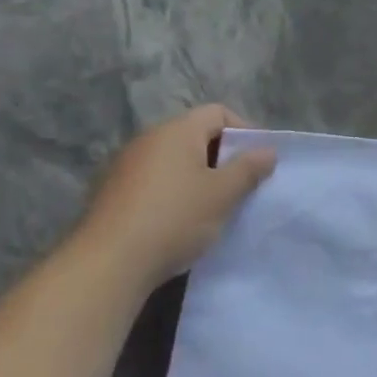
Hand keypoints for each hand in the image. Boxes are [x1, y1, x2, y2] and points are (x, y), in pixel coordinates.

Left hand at [75, 105, 276, 290]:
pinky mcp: (113, 193)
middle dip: (223, 157)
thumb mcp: (223, 194)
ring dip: (200, 178)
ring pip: (176, 161)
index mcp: (176, 132)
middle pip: (196, 136)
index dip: (245, 131)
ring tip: (215, 207)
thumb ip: (249, 168)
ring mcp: (126, 166)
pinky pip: (156, 182)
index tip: (258, 161)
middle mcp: (148, 140)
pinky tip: (183, 221)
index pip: (218, 113)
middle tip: (242, 186)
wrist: (109, 264)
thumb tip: (268, 151)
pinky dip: (176, 193)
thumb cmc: (175, 219)